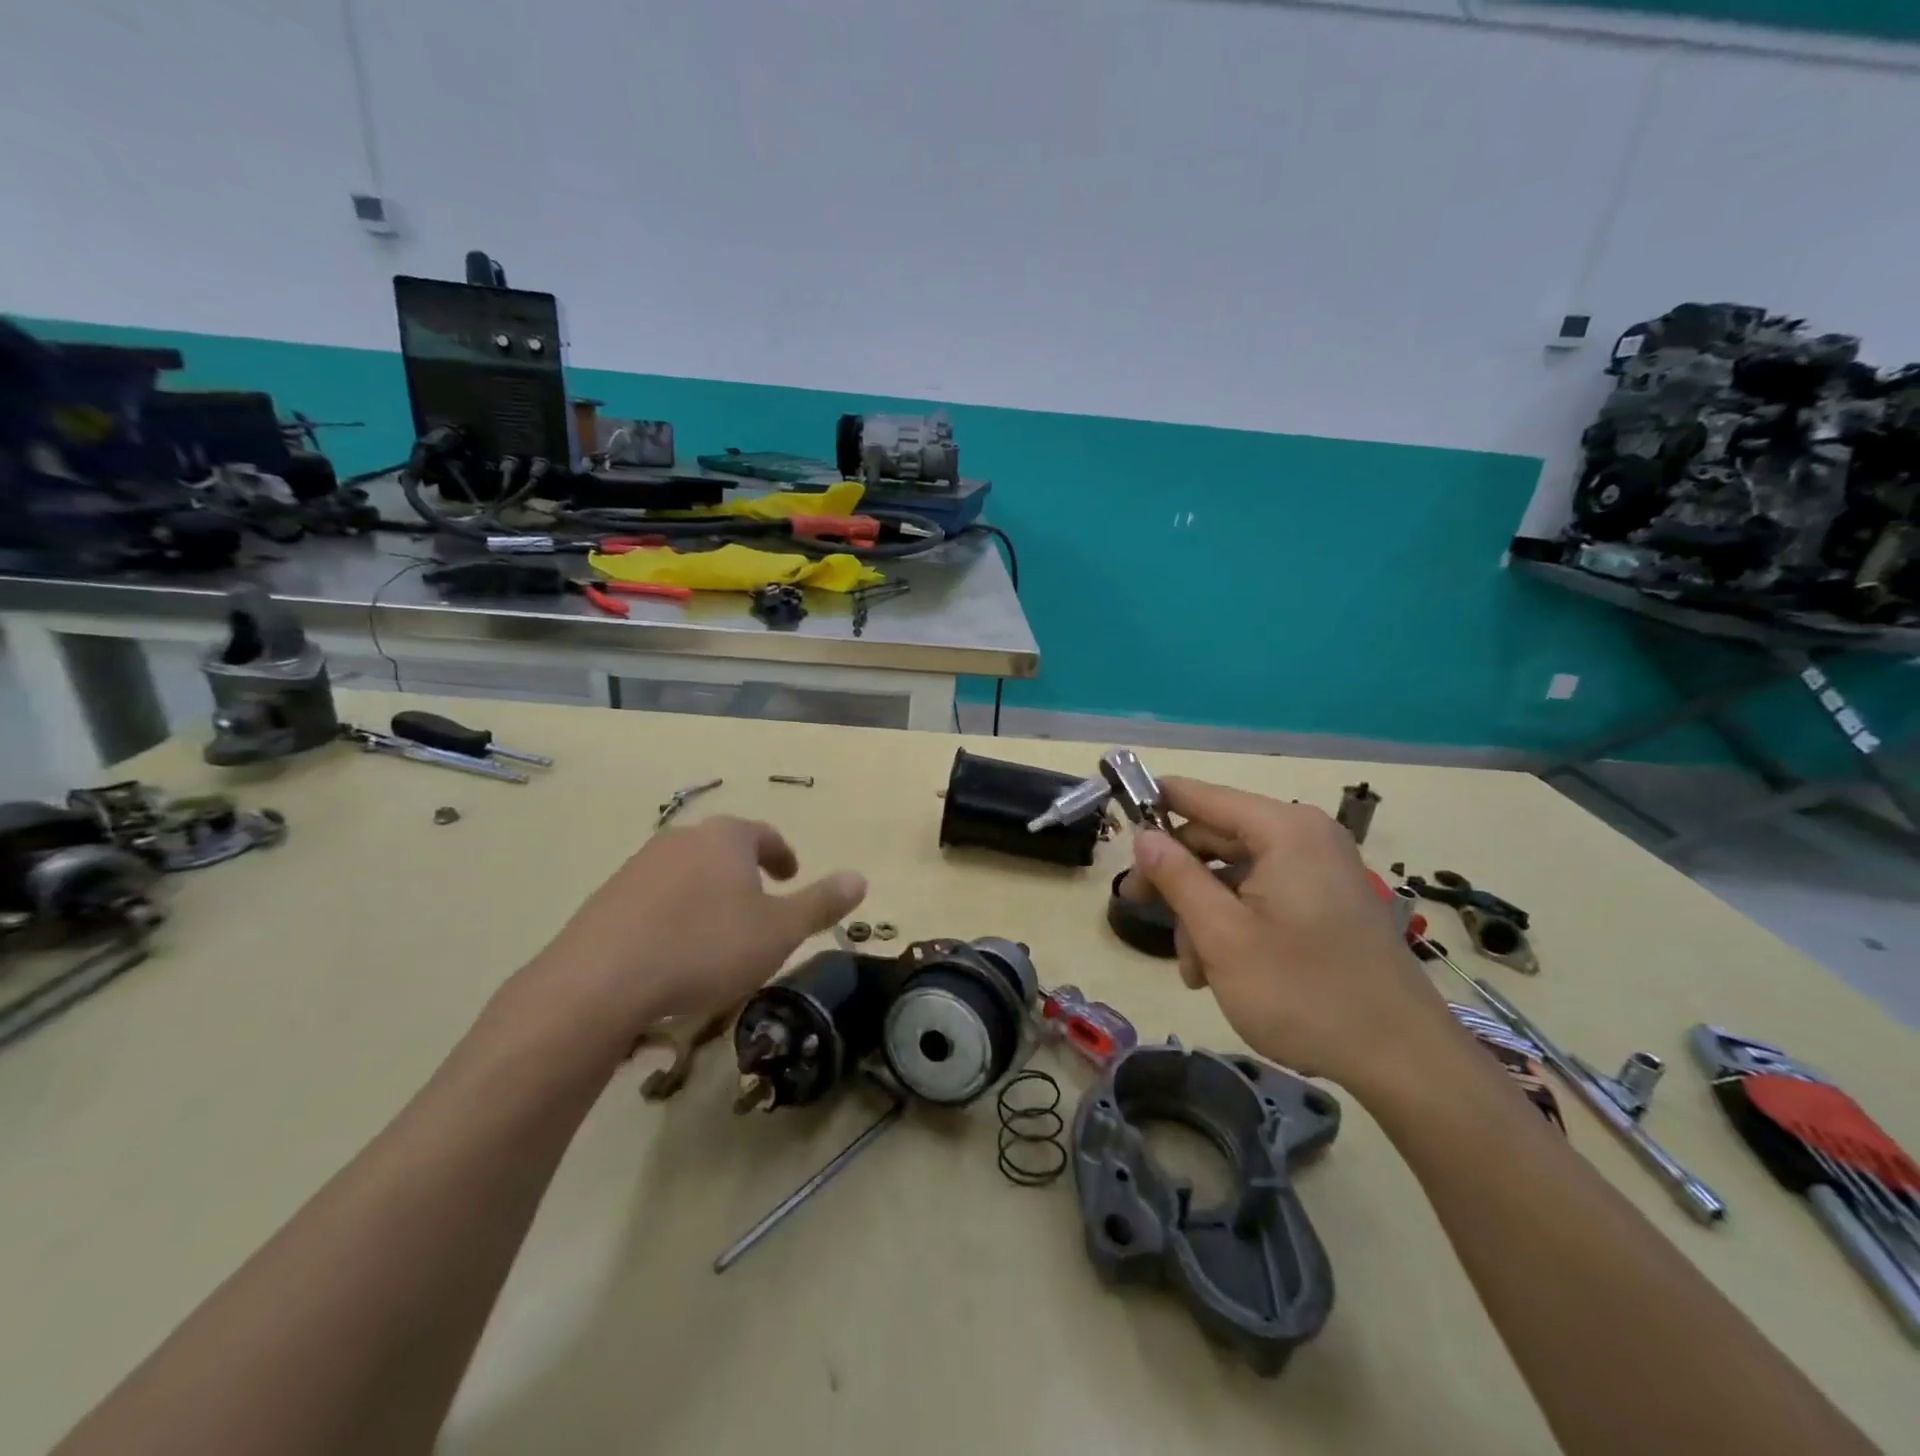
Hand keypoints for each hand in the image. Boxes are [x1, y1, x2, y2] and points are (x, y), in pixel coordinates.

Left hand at [516, 816, 865, 1052]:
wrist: (600, 982)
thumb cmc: (705, 948)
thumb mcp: (778, 931)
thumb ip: (821, 903)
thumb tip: (860, 878)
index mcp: (726, 839)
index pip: (764, 835)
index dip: (782, 855)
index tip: (791, 875)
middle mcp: (682, 840)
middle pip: (723, 849)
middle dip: (745, 872)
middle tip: (761, 904)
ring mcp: (639, 866)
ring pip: (688, 872)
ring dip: (709, 893)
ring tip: (719, 931)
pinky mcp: (607, 898)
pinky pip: (655, 897)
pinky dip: (674, 913)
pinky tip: (674, 949)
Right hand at [1124, 778, 1449, 1090]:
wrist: (1404, 1060)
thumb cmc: (1303, 991)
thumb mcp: (1222, 935)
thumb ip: (1177, 877)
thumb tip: (1144, 835)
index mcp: (1283, 830)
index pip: (1201, 796)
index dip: (1155, 803)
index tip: (1118, 820)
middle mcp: (1305, 837)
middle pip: (1216, 837)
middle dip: (1178, 878)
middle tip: (1137, 909)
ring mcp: (1320, 871)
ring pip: (1235, 873)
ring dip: (1203, 912)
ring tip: (1192, 969)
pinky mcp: (1327, 902)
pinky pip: (1263, 894)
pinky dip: (1234, 922)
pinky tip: (1219, 968)